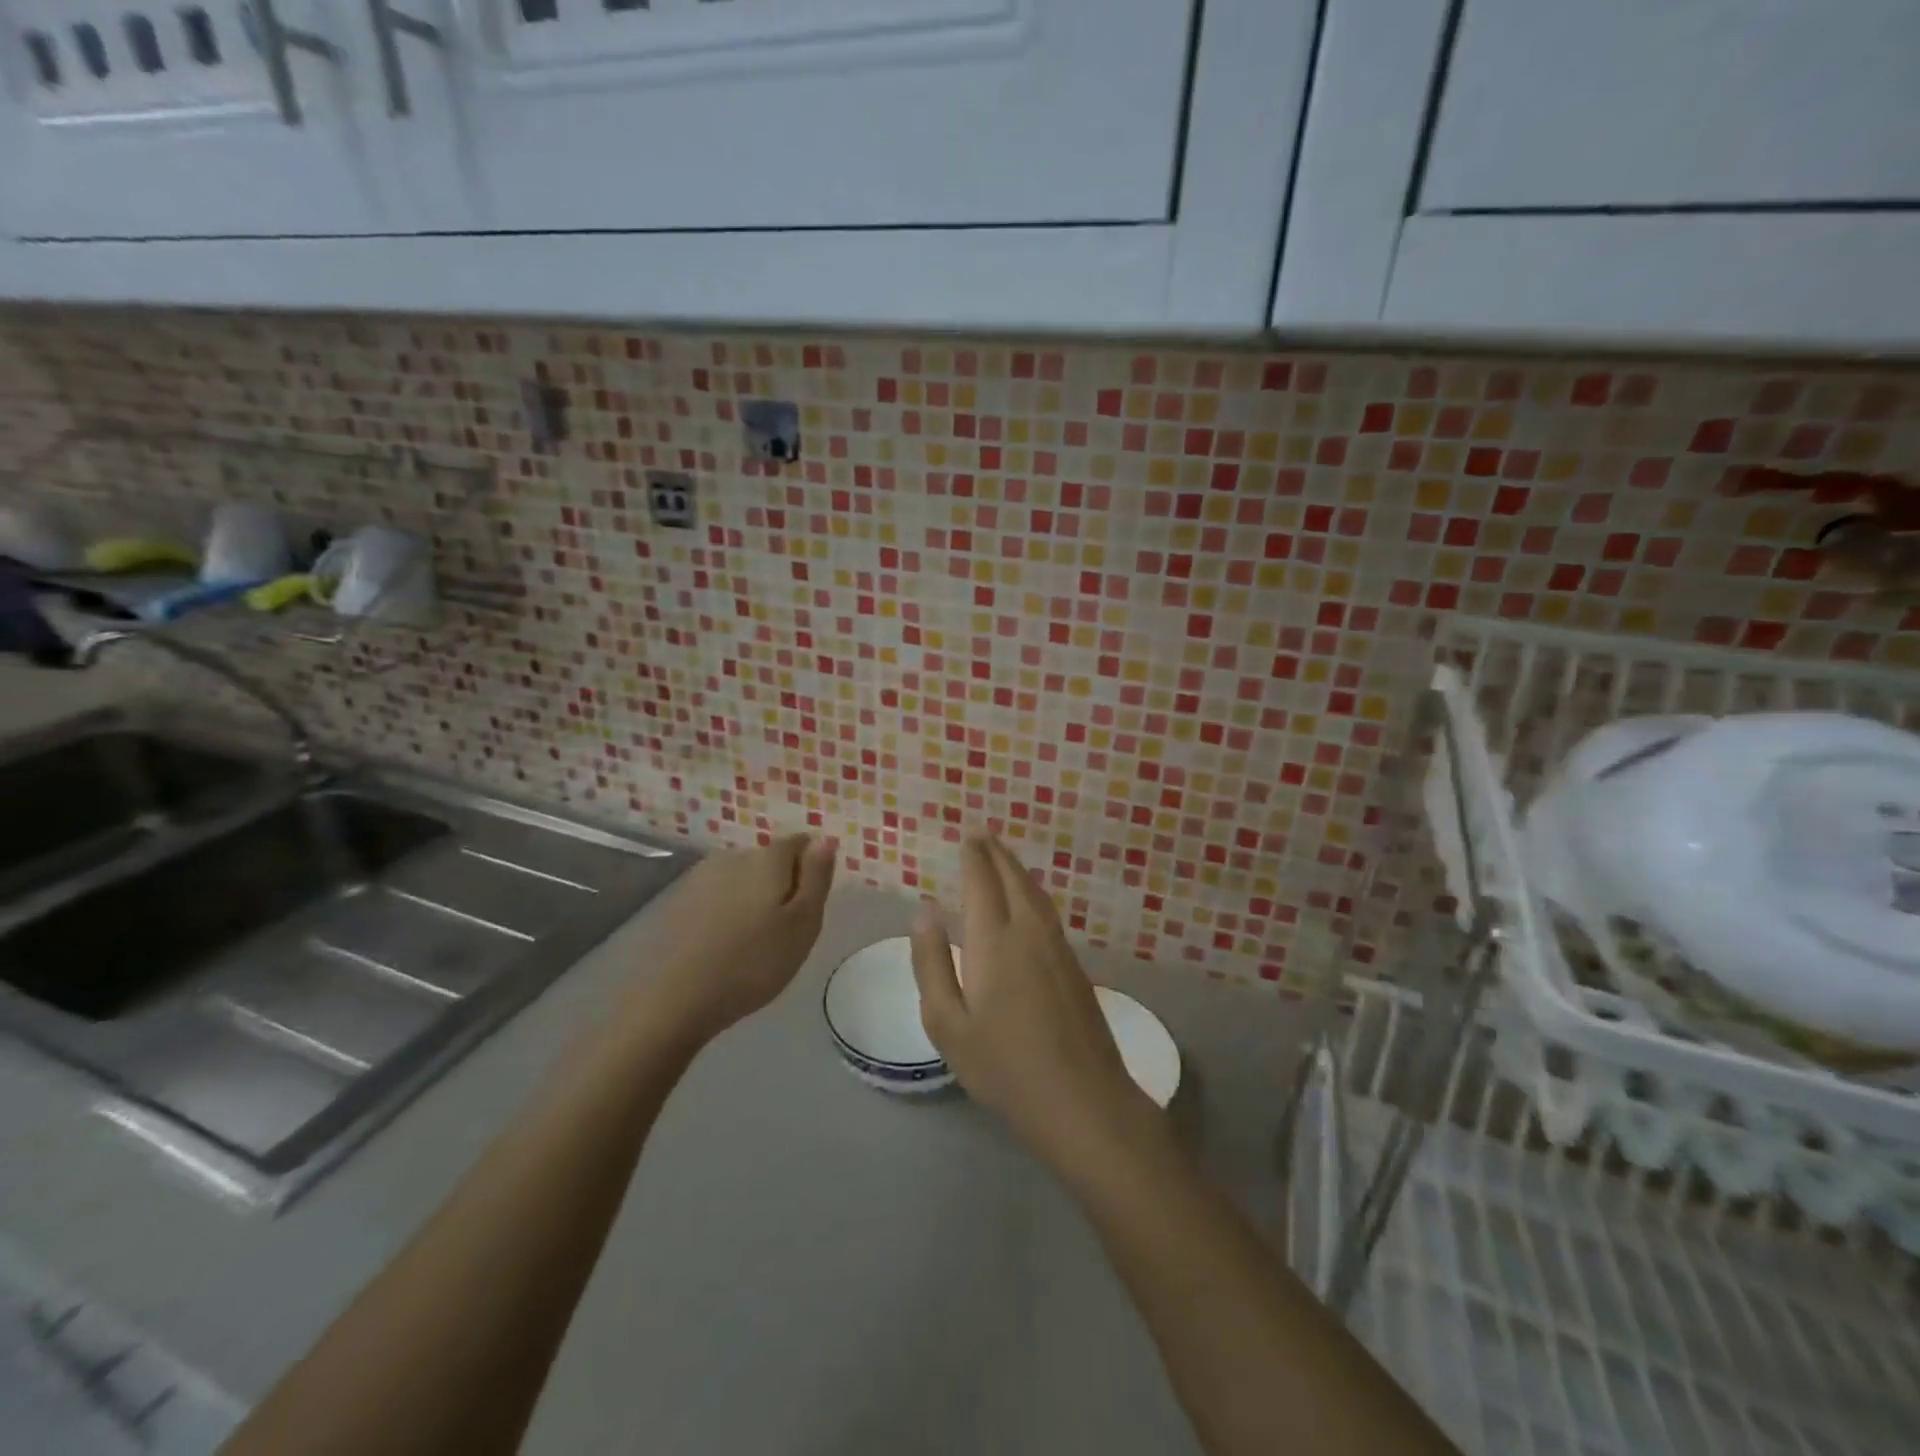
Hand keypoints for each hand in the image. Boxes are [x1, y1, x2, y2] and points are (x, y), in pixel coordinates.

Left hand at [641, 834, 837, 1043]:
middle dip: (781, 883)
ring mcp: (701, 876)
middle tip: (784, 929)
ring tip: (753, 938)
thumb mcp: (803, 923)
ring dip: (752, 897)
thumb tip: (826, 839)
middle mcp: (734, 855)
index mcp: (768, 858)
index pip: (800, 844)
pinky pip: (717, 895)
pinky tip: (724, 942)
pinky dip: (726, 910)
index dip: (810, 869)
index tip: (809, 904)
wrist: (677, 998)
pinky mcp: (679, 900)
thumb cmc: (754, 962)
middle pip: (769, 859)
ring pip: (741, 876)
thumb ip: (817, 876)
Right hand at [911, 836, 1148, 1160]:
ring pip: (1036, 893)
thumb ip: (932, 962)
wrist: (1081, 1098)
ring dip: (1017, 869)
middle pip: (1013, 879)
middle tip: (983, 835)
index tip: (969, 835)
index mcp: (994, 940)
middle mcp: (1029, 931)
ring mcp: (1058, 946)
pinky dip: (1033, 892)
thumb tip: (925, 911)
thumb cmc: (1002, 1066)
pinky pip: (1048, 911)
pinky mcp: (1074, 965)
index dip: (975, 857)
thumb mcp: (947, 1023)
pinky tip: (1029, 901)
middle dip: (997, 854)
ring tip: (1003, 858)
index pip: (982, 882)